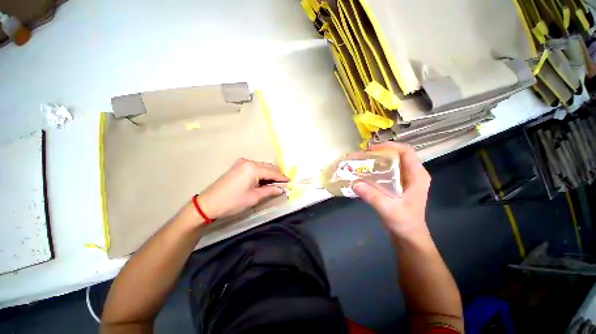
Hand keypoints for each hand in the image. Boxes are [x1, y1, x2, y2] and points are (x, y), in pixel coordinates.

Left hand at [197, 158, 288, 219]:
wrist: (208, 204)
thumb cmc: (232, 201)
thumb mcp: (254, 197)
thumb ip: (269, 191)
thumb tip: (281, 189)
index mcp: (253, 168)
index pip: (272, 172)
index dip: (282, 178)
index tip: (290, 182)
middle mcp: (248, 162)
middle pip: (268, 167)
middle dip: (276, 175)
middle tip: (282, 185)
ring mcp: (242, 163)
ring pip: (261, 167)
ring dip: (269, 174)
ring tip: (274, 184)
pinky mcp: (238, 167)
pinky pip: (254, 168)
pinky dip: (261, 174)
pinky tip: (263, 181)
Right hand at [352, 142, 430, 238]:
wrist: (408, 236)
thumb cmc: (404, 223)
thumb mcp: (388, 209)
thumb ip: (372, 196)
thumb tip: (355, 183)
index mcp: (417, 176)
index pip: (406, 152)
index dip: (389, 146)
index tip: (371, 150)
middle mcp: (413, 174)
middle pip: (398, 155)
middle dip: (381, 152)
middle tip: (363, 156)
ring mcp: (407, 179)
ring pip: (392, 162)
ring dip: (378, 160)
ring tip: (363, 162)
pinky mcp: (399, 185)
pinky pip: (388, 171)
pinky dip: (377, 169)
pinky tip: (366, 173)